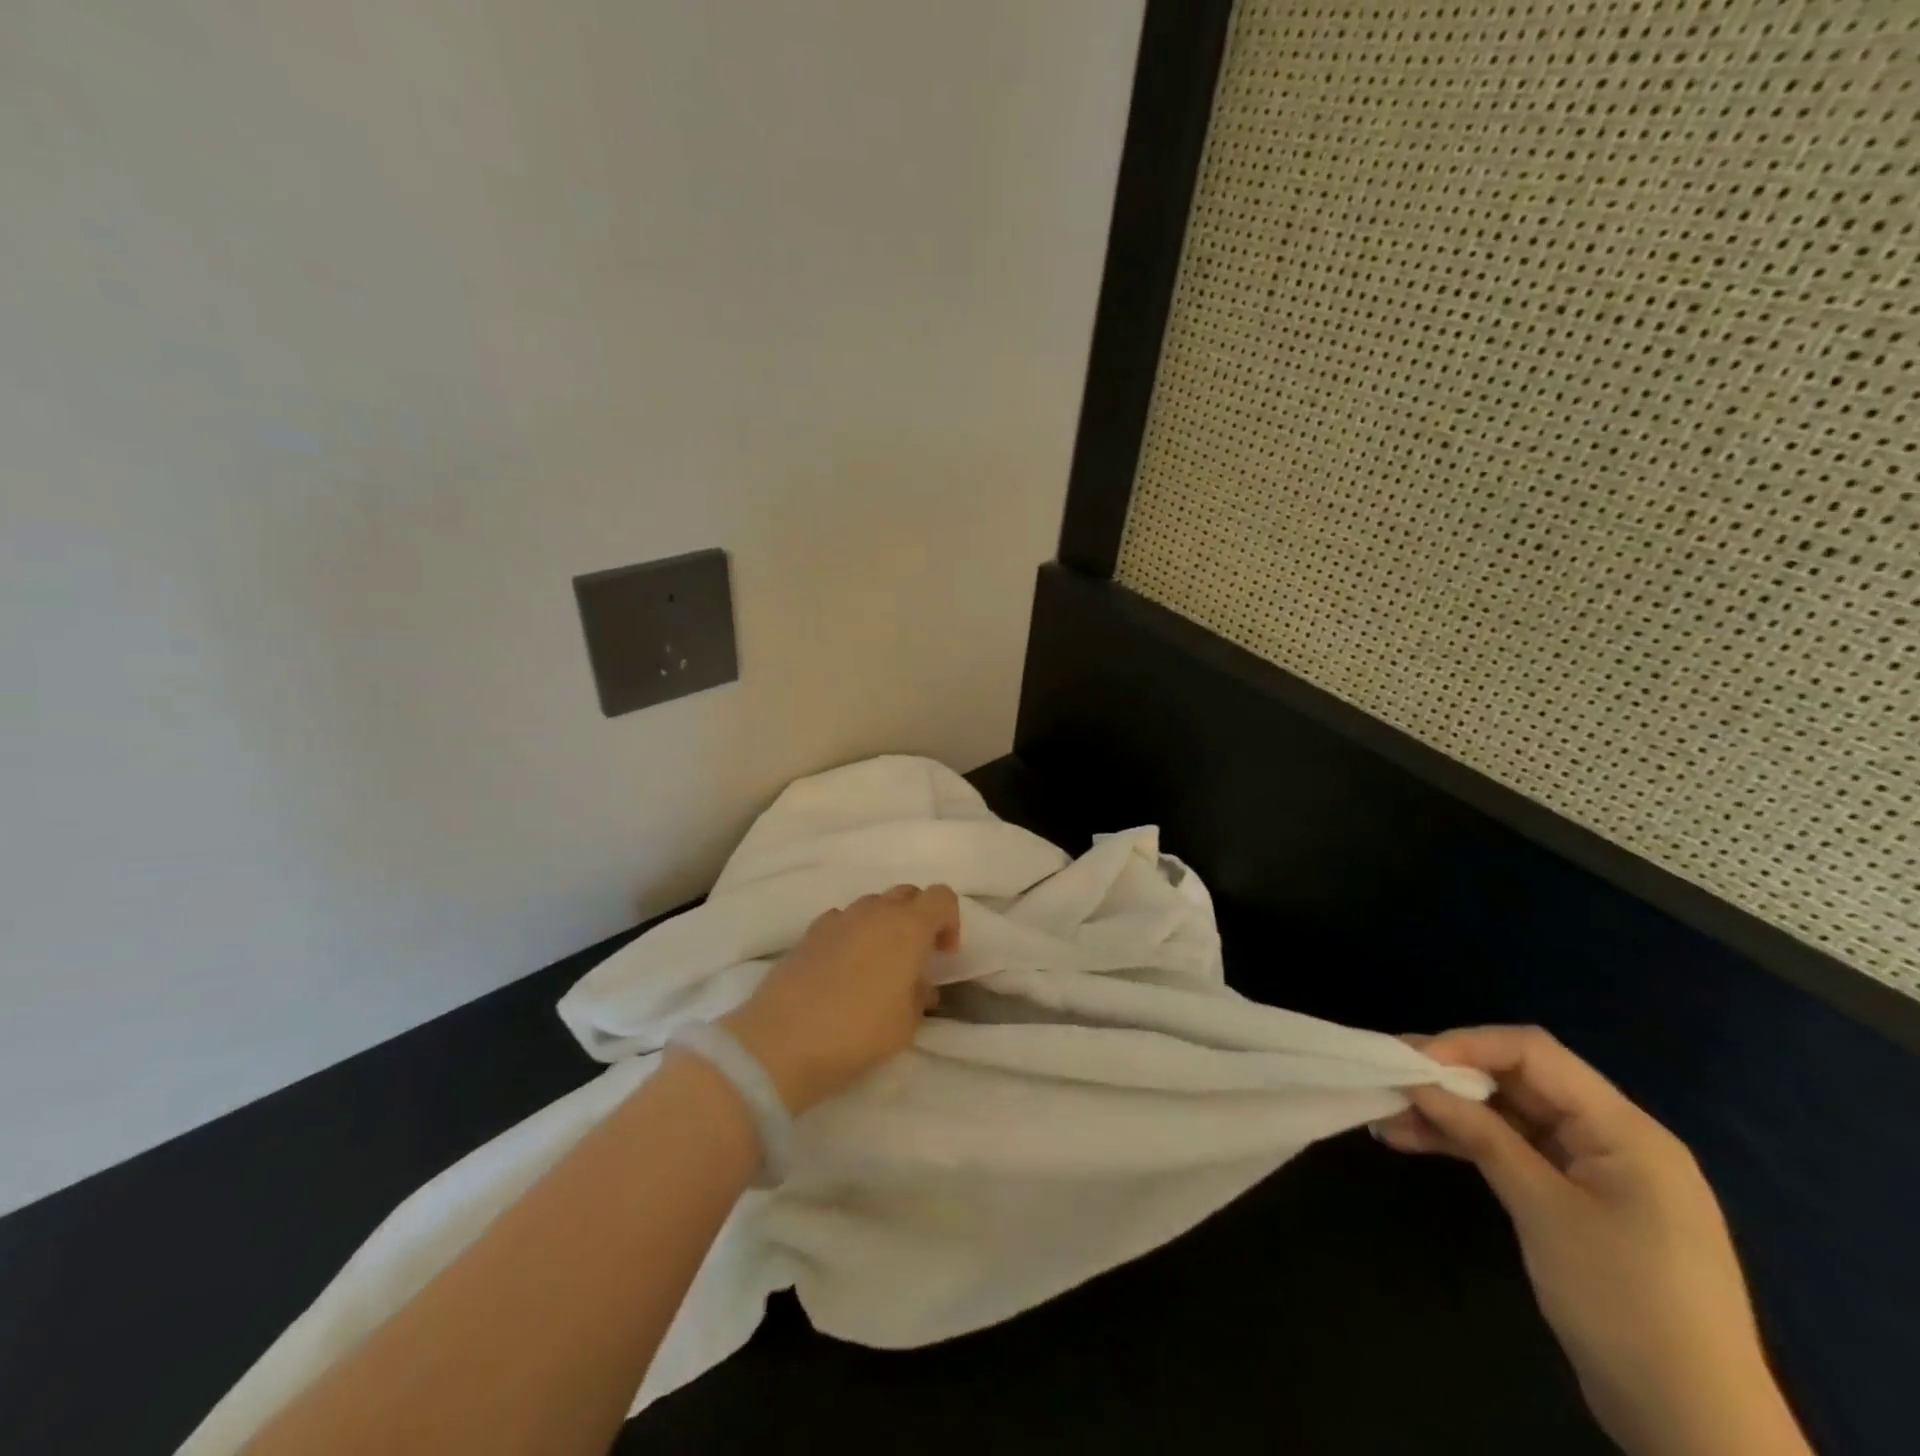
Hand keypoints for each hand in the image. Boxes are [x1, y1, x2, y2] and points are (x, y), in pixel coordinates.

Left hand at [720, 884, 959, 1114]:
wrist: (781, 1042)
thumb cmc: (856, 1034)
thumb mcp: (906, 1025)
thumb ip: (920, 996)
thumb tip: (919, 984)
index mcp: (907, 927)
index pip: (941, 897)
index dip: (950, 920)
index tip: (943, 954)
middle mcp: (874, 912)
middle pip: (906, 894)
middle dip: (918, 918)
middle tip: (915, 957)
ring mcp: (837, 919)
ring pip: (872, 905)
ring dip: (884, 925)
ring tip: (878, 965)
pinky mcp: (809, 933)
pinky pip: (842, 920)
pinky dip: (852, 934)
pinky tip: (844, 969)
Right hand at [1373, 1026, 1811, 1455]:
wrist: (1693, 1426)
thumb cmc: (1625, 1303)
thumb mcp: (1544, 1211)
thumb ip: (1482, 1136)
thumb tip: (1419, 1082)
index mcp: (1624, 1130)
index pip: (1534, 1054)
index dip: (1466, 1045)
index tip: (1409, 1061)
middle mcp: (1612, 1138)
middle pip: (1518, 1081)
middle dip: (1449, 1077)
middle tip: (1388, 1077)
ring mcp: (1595, 1172)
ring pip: (1508, 1117)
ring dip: (1450, 1113)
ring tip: (1387, 1115)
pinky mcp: (1577, 1203)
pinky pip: (1514, 1153)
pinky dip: (1467, 1145)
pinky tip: (1414, 1141)